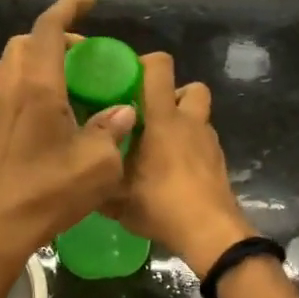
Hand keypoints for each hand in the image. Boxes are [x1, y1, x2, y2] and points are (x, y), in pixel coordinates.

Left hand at [0, 0, 136, 274]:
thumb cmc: (48, 193)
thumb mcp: (98, 164)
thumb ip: (112, 130)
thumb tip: (121, 112)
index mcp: (38, 87)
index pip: (49, 29)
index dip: (69, 8)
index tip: (90, 1)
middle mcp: (10, 87)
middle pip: (27, 41)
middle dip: (55, 37)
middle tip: (83, 57)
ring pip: (11, 62)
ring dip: (37, 59)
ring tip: (65, 81)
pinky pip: (4, 87)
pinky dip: (25, 82)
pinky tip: (44, 110)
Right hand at [103, 51, 255, 277]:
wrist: (210, 234)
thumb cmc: (161, 205)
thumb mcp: (116, 196)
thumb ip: (98, 175)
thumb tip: (80, 165)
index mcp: (164, 119)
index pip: (160, 67)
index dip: (144, 63)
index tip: (124, 78)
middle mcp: (190, 122)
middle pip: (191, 87)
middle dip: (171, 94)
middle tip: (147, 114)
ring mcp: (209, 142)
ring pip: (198, 116)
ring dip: (181, 122)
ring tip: (157, 147)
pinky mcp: (218, 163)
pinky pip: (202, 142)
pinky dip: (189, 148)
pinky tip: (172, 172)